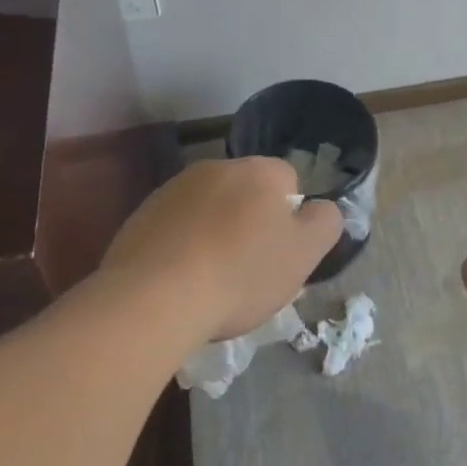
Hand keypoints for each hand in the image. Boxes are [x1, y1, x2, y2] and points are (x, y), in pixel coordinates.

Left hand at [101, 157, 341, 340]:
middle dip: (250, 222)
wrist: (152, 297)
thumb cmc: (240, 274)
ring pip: (209, 208)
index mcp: (260, 171)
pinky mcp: (142, 214)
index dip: (289, 218)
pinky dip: (181, 245)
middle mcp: (217, 167)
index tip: (280, 253)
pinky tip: (179, 280)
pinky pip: (175, 226)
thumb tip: (322, 209)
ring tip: (210, 279)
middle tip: (249, 269)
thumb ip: (324, 223)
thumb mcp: (303, 255)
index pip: (288, 181)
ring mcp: (175, 188)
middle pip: (246, 192)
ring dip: (214, 232)